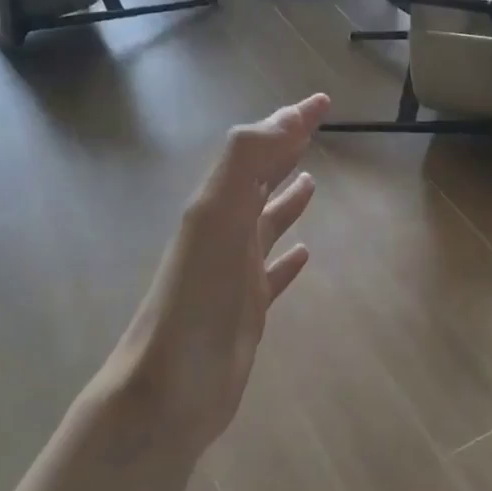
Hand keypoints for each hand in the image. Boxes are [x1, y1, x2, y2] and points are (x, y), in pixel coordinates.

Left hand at [112, 94, 329, 452]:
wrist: (169, 388)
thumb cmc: (195, 302)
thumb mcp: (215, 219)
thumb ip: (244, 164)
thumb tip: (282, 119)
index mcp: (216, 206)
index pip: (256, 149)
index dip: (287, 122)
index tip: (322, 101)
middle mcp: (224, 232)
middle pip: (258, 179)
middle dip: (284, 149)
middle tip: (315, 127)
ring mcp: (235, 272)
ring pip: (265, 222)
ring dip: (285, 198)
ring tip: (311, 180)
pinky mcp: (247, 310)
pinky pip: (273, 273)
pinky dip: (289, 258)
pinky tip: (306, 254)